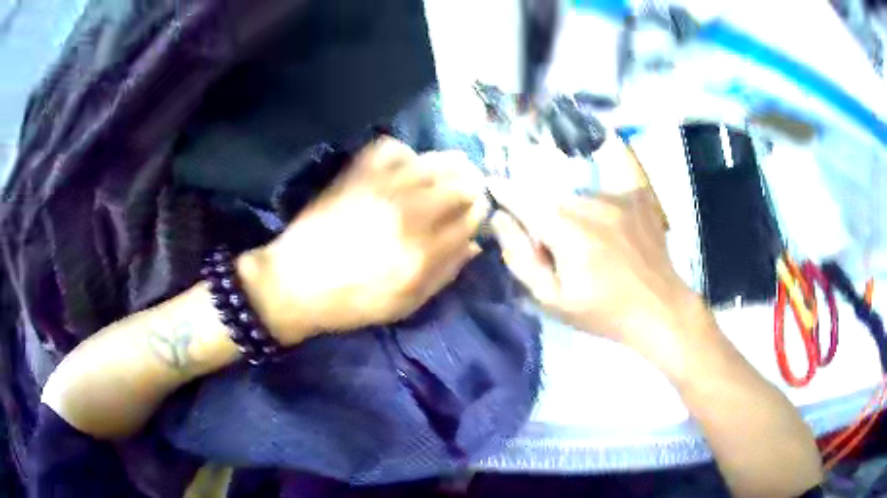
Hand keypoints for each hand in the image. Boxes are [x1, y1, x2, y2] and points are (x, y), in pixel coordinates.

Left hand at [241, 138, 487, 344]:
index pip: (470, 219)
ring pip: (433, 163)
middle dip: (469, 188)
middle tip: (464, 193)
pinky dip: (405, 154)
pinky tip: (405, 168)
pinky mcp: (357, 175)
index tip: (473, 215)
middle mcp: (408, 215)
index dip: (478, 214)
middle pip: (459, 186)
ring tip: (444, 175)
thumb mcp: (405, 305)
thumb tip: (474, 244)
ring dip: (447, 167)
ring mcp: (381, 190)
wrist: (295, 284)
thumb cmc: (352, 302)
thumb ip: (444, 274)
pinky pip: (392, 149)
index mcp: (422, 253)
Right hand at [489, 182, 707, 370]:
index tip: (492, 184)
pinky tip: (611, 229)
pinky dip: (600, 204)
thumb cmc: (604, 312)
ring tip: (592, 243)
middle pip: (552, 199)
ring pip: (579, 195)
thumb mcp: (554, 300)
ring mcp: (618, 196)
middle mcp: (591, 204)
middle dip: (545, 217)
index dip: (504, 191)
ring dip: (574, 213)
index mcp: (568, 232)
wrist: (660, 308)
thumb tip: (500, 220)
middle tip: (558, 249)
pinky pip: (606, 189)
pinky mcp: (637, 196)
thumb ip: (521, 259)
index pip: (523, 199)